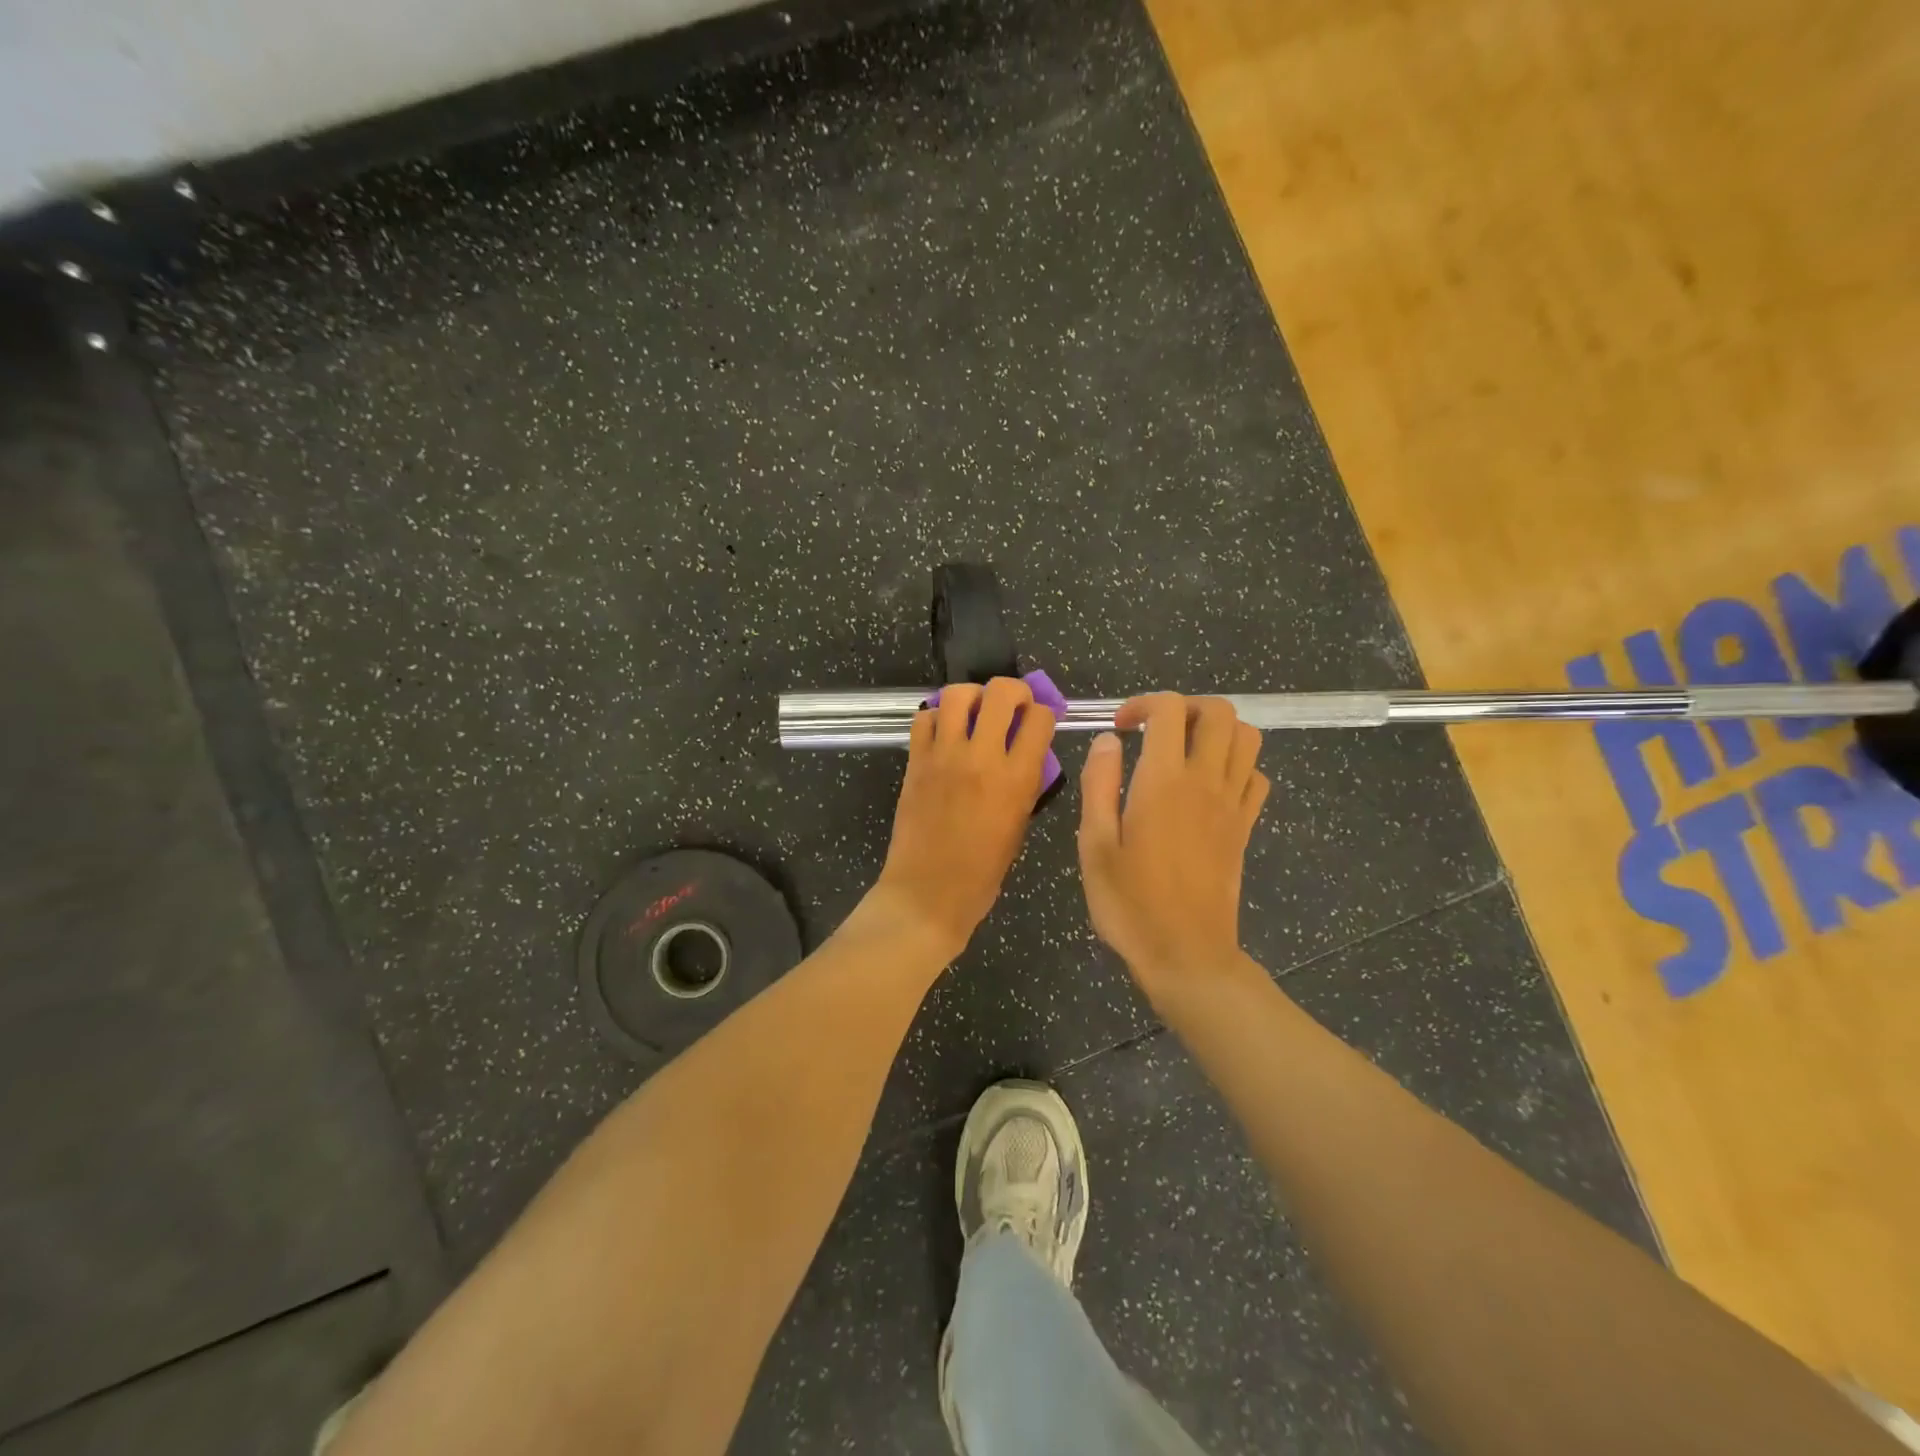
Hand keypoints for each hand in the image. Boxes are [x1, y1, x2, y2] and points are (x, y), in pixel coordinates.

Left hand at [868, 677, 1056, 956]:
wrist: (927, 892)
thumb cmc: (982, 872)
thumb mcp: (1020, 826)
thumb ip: (1026, 783)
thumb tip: (1026, 754)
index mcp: (1016, 779)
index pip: (1040, 718)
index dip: (1044, 713)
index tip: (1039, 721)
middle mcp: (982, 758)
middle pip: (1001, 692)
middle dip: (1014, 691)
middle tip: (1013, 705)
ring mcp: (944, 755)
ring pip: (958, 694)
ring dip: (972, 696)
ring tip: (975, 712)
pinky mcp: (915, 760)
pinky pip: (924, 718)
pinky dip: (937, 717)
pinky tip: (944, 732)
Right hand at [1077, 694, 1268, 999]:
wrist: (1186, 955)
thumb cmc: (1130, 903)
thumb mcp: (1094, 845)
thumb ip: (1099, 785)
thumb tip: (1107, 741)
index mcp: (1163, 782)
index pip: (1169, 710)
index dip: (1143, 705)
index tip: (1120, 729)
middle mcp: (1205, 782)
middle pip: (1219, 712)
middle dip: (1186, 707)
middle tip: (1155, 731)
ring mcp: (1232, 805)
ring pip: (1247, 738)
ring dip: (1217, 731)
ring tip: (1183, 751)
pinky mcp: (1245, 828)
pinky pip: (1256, 777)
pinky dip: (1236, 766)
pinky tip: (1208, 786)